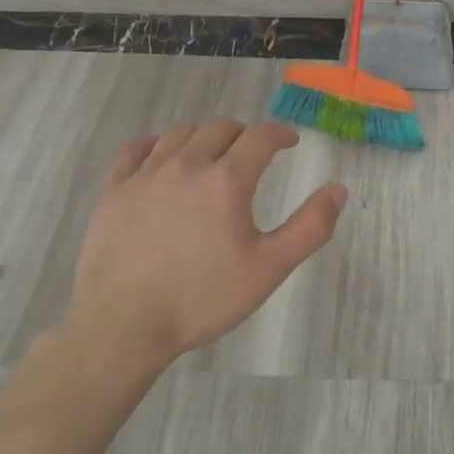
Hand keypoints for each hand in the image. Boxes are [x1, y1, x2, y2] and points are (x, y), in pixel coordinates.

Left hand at [63, 119, 346, 370]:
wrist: (123, 325)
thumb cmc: (201, 298)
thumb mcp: (268, 269)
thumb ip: (309, 227)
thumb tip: (338, 189)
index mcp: (227, 180)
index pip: (261, 137)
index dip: (280, 134)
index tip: (290, 142)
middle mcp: (187, 164)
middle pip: (221, 128)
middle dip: (243, 135)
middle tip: (252, 154)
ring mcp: (146, 174)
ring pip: (180, 134)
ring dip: (203, 137)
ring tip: (210, 156)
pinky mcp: (114, 189)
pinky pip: (135, 150)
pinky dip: (155, 145)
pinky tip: (160, 157)